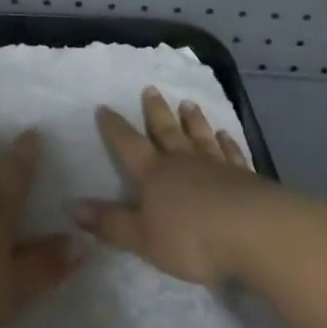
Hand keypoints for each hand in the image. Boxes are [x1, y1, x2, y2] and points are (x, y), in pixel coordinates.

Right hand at [74, 88, 274, 287]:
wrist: (253, 232)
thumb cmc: (191, 238)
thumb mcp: (142, 238)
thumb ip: (110, 223)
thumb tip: (73, 205)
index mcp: (153, 174)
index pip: (128, 144)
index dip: (114, 127)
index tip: (104, 107)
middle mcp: (182, 162)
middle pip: (165, 131)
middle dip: (156, 112)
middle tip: (151, 89)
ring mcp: (215, 166)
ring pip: (199, 137)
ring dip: (192, 121)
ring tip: (188, 104)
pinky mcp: (244, 177)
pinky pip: (231, 154)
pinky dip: (227, 143)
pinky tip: (226, 135)